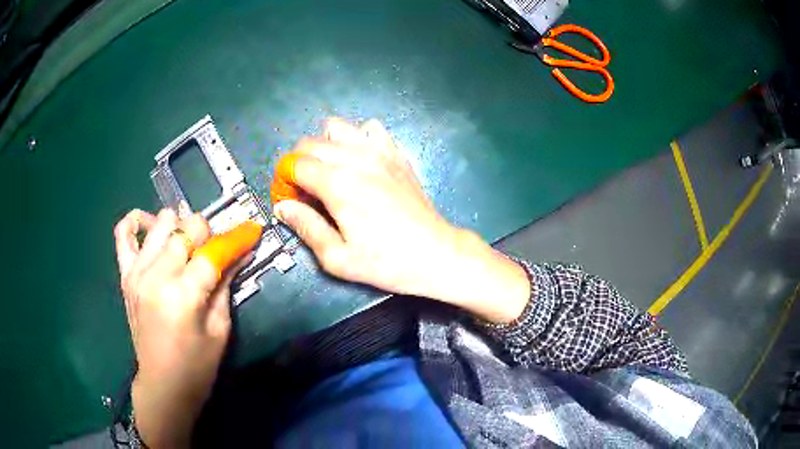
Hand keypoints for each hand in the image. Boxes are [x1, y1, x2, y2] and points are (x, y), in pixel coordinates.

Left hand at [113, 209, 245, 447]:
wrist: (163, 385)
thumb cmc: (197, 367)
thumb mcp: (220, 329)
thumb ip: (225, 285)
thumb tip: (240, 253)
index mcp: (183, 295)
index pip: (213, 252)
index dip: (236, 239)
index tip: (252, 231)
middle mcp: (156, 276)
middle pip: (187, 229)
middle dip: (208, 234)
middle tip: (216, 250)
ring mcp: (137, 272)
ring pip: (162, 223)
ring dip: (180, 228)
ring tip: (188, 245)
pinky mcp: (125, 275)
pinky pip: (122, 233)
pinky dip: (136, 222)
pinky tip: (150, 228)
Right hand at [274, 118, 529, 322]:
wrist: (436, 254)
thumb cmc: (387, 262)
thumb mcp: (338, 258)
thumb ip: (306, 227)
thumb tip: (283, 208)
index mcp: (338, 184)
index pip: (294, 164)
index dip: (284, 180)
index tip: (288, 198)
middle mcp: (356, 159)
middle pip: (310, 143)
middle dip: (298, 163)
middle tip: (306, 190)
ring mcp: (380, 151)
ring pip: (337, 127)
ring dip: (325, 146)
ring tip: (330, 171)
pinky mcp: (397, 154)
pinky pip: (369, 129)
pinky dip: (357, 139)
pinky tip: (360, 161)